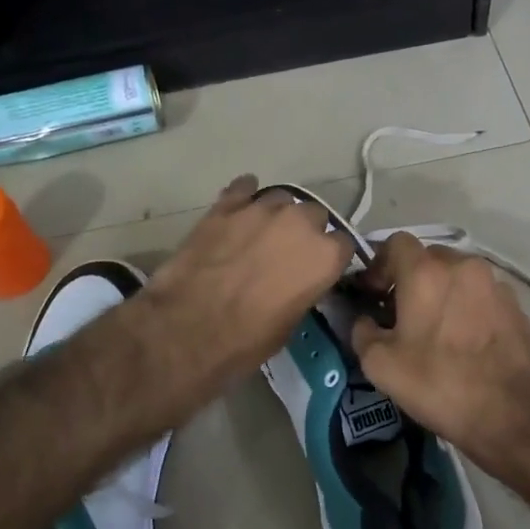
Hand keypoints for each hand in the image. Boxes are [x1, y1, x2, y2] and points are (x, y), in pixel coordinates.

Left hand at [142, 176, 353, 402]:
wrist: (187, 329)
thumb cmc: (246, 340)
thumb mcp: (290, 324)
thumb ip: (302, 290)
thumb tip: (296, 282)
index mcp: (324, 256)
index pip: (343, 244)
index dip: (330, 257)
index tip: (318, 269)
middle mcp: (300, 223)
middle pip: (314, 214)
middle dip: (305, 231)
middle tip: (287, 253)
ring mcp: (261, 209)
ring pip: (280, 199)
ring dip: (276, 215)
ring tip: (260, 234)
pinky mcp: (225, 206)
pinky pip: (243, 188)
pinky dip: (244, 196)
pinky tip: (238, 208)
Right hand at [351, 233, 529, 464]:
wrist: (512, 413)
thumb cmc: (439, 383)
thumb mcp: (380, 365)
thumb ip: (363, 332)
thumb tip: (367, 321)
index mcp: (426, 272)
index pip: (396, 243)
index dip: (379, 264)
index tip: (374, 293)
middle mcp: (463, 266)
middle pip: (429, 257)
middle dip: (411, 277)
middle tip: (402, 312)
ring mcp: (495, 284)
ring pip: (459, 275)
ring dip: (442, 291)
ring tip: (437, 327)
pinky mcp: (517, 306)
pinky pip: (482, 295)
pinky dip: (468, 306)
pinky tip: (466, 340)